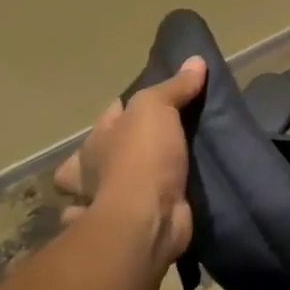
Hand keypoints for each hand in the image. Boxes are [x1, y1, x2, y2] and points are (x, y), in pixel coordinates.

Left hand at [53, 57, 205, 267]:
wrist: (147, 222)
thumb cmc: (142, 158)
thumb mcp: (157, 109)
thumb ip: (174, 87)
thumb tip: (195, 61)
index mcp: (94, 142)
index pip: (109, 115)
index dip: (127, 107)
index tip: (154, 101)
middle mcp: (93, 174)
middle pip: (99, 155)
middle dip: (114, 151)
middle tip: (152, 143)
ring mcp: (108, 205)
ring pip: (106, 189)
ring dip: (118, 185)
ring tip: (157, 176)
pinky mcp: (130, 228)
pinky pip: (131, 216)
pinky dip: (137, 214)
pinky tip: (159, 207)